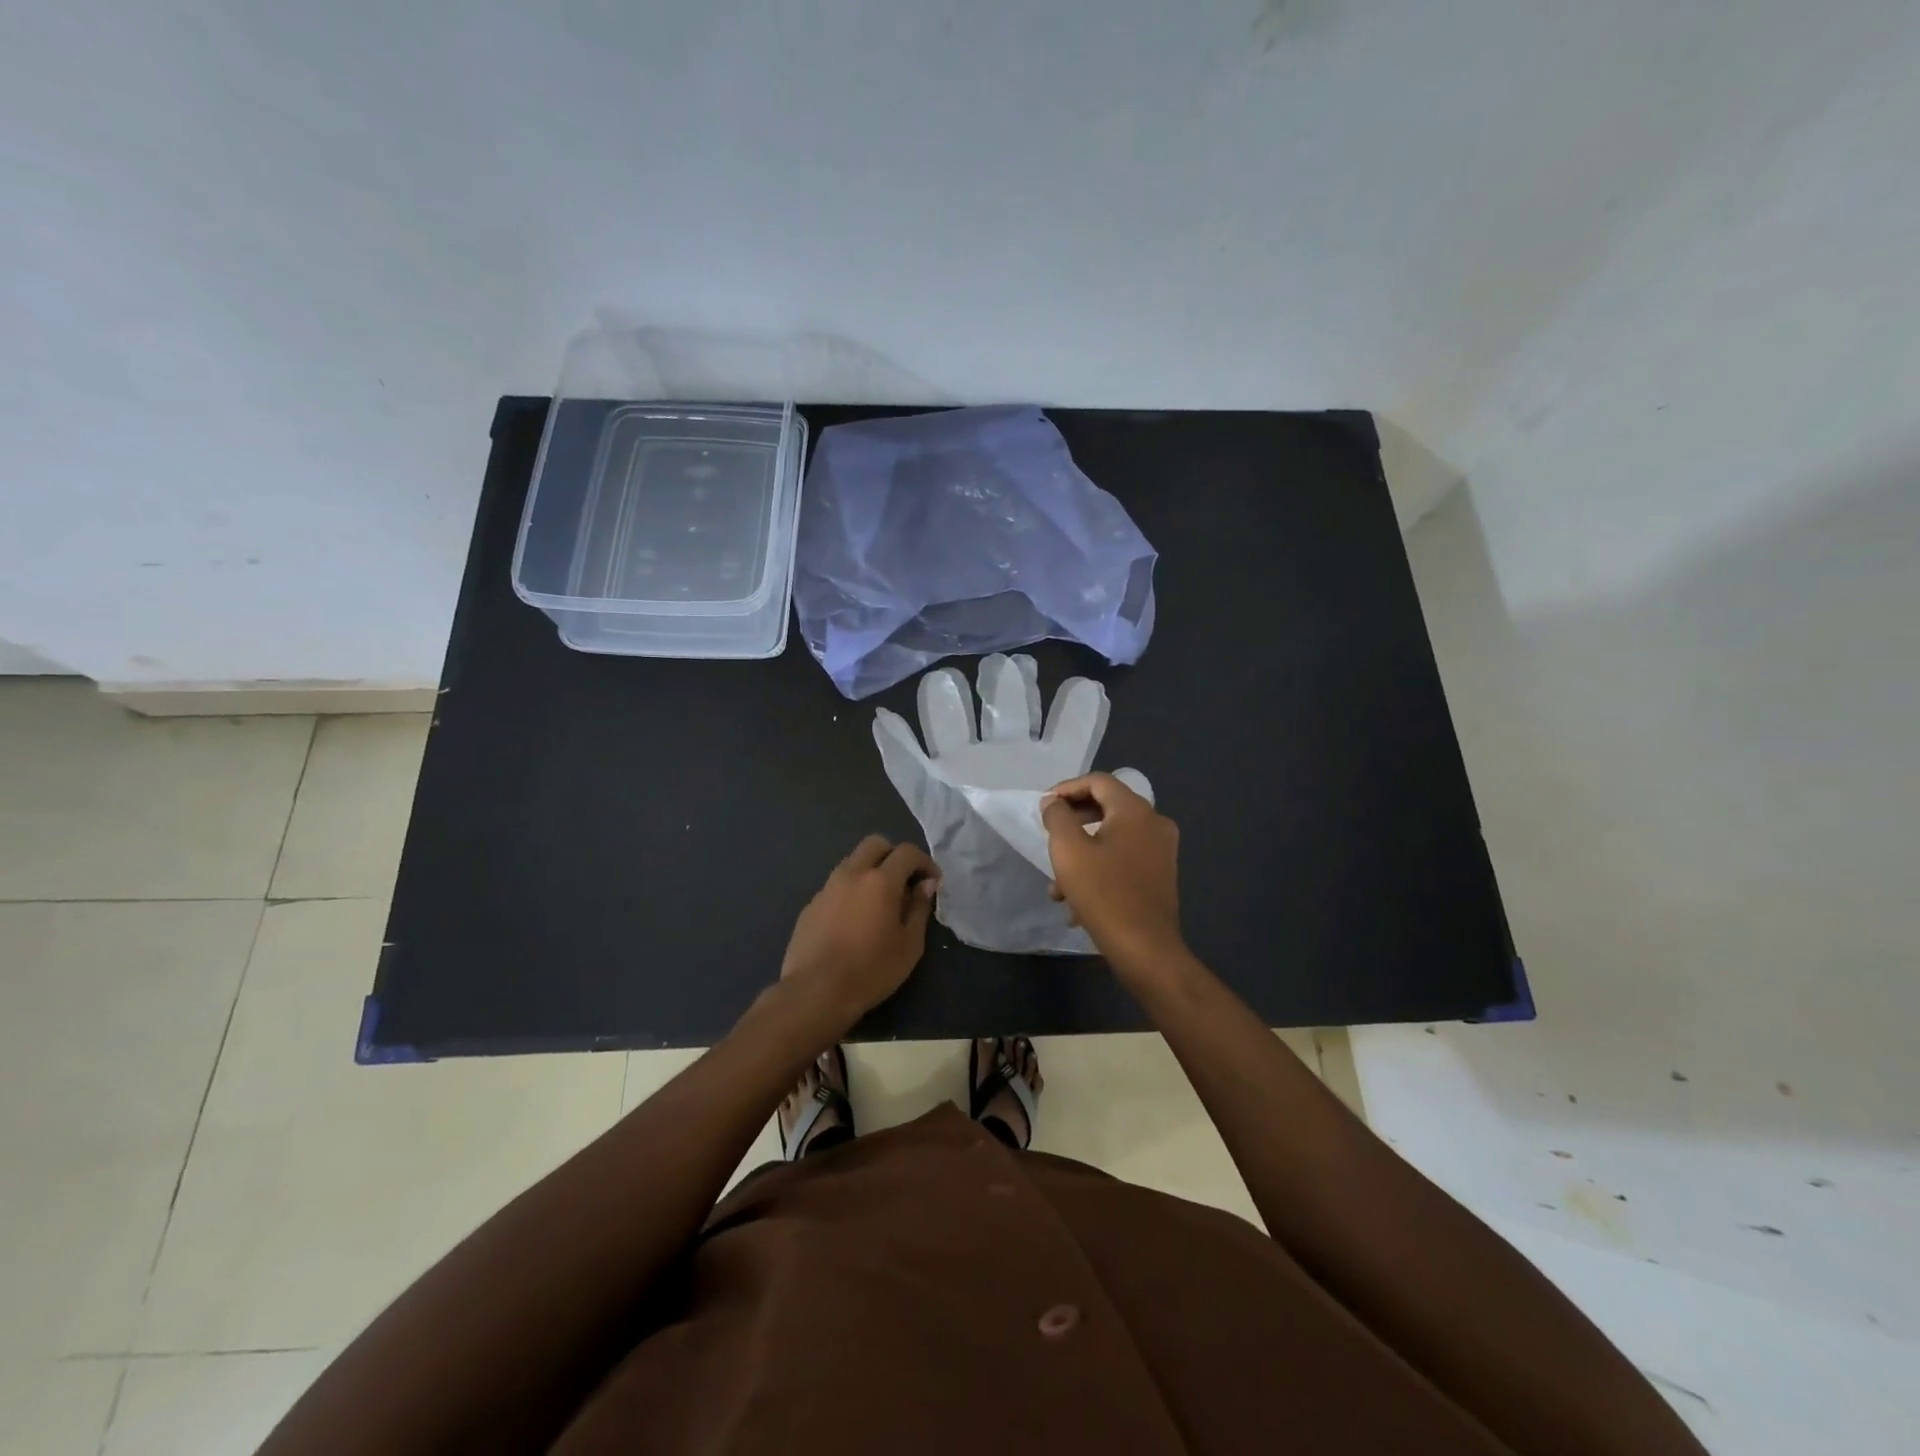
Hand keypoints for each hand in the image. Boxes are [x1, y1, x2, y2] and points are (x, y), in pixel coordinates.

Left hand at [780, 835, 938, 1027]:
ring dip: (870, 871)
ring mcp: (827, 888)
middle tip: (905, 882)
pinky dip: (851, 891)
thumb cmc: (871, 970)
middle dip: (894, 855)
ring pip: (852, 862)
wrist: (815, 992)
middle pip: (875, 844)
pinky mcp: (810, 905)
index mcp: (880, 880)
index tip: (932, 882)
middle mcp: (851, 874)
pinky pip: (836, 885)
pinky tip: (854, 920)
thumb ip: (919, 908)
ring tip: (879, 902)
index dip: (924, 862)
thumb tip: (926, 884)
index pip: (907, 852)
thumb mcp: (909, 944)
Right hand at [1041, 774, 1185, 980]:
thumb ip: (1058, 817)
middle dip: (1073, 821)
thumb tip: (1054, 802)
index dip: (1067, 788)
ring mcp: (1162, 850)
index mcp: (1135, 810)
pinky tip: (1077, 902)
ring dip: (1082, 852)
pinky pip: (1124, 859)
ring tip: (1057, 885)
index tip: (1044, 807)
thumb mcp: (1068, 850)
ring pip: (1113, 837)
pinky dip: (1099, 868)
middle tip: (1049, 835)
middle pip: (1107, 807)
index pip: (1098, 781)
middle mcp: (1154, 823)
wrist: (1145, 949)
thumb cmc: (1104, 894)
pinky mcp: (1161, 875)